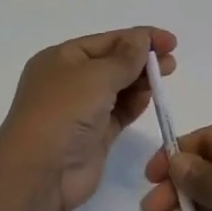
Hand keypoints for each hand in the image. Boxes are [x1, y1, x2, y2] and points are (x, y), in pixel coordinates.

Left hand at [0, 27, 176, 210]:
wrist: (39, 172)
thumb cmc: (63, 112)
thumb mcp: (96, 76)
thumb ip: (125, 58)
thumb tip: (142, 39)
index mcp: (61, 58)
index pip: (106, 41)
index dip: (138, 38)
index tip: (170, 41)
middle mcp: (70, 81)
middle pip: (113, 63)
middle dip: (142, 60)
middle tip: (172, 61)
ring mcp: (81, 110)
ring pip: (118, 88)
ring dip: (140, 81)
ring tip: (166, 76)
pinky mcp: (94, 136)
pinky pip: (119, 113)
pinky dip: (135, 103)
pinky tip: (150, 97)